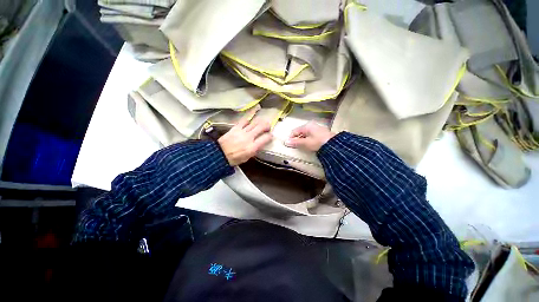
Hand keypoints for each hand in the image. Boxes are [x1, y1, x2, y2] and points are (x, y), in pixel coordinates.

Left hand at [218, 117, 272, 165]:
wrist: (219, 154)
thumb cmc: (234, 158)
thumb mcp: (247, 158)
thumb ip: (254, 150)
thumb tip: (259, 144)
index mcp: (252, 147)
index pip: (266, 138)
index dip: (270, 136)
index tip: (270, 136)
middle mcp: (249, 138)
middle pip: (261, 127)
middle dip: (267, 125)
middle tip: (267, 127)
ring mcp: (242, 132)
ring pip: (254, 122)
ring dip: (260, 122)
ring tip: (260, 123)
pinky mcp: (235, 128)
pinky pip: (244, 121)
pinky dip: (248, 121)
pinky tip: (249, 123)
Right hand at [285, 121, 335, 151]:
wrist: (334, 145)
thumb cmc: (318, 142)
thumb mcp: (305, 143)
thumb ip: (296, 142)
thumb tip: (286, 142)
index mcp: (306, 126)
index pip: (294, 131)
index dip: (291, 138)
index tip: (289, 145)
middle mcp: (311, 125)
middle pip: (299, 132)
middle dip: (297, 139)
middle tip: (296, 146)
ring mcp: (316, 128)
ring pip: (305, 134)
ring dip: (302, 140)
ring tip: (302, 146)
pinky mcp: (320, 132)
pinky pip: (310, 135)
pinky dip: (307, 140)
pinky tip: (309, 145)